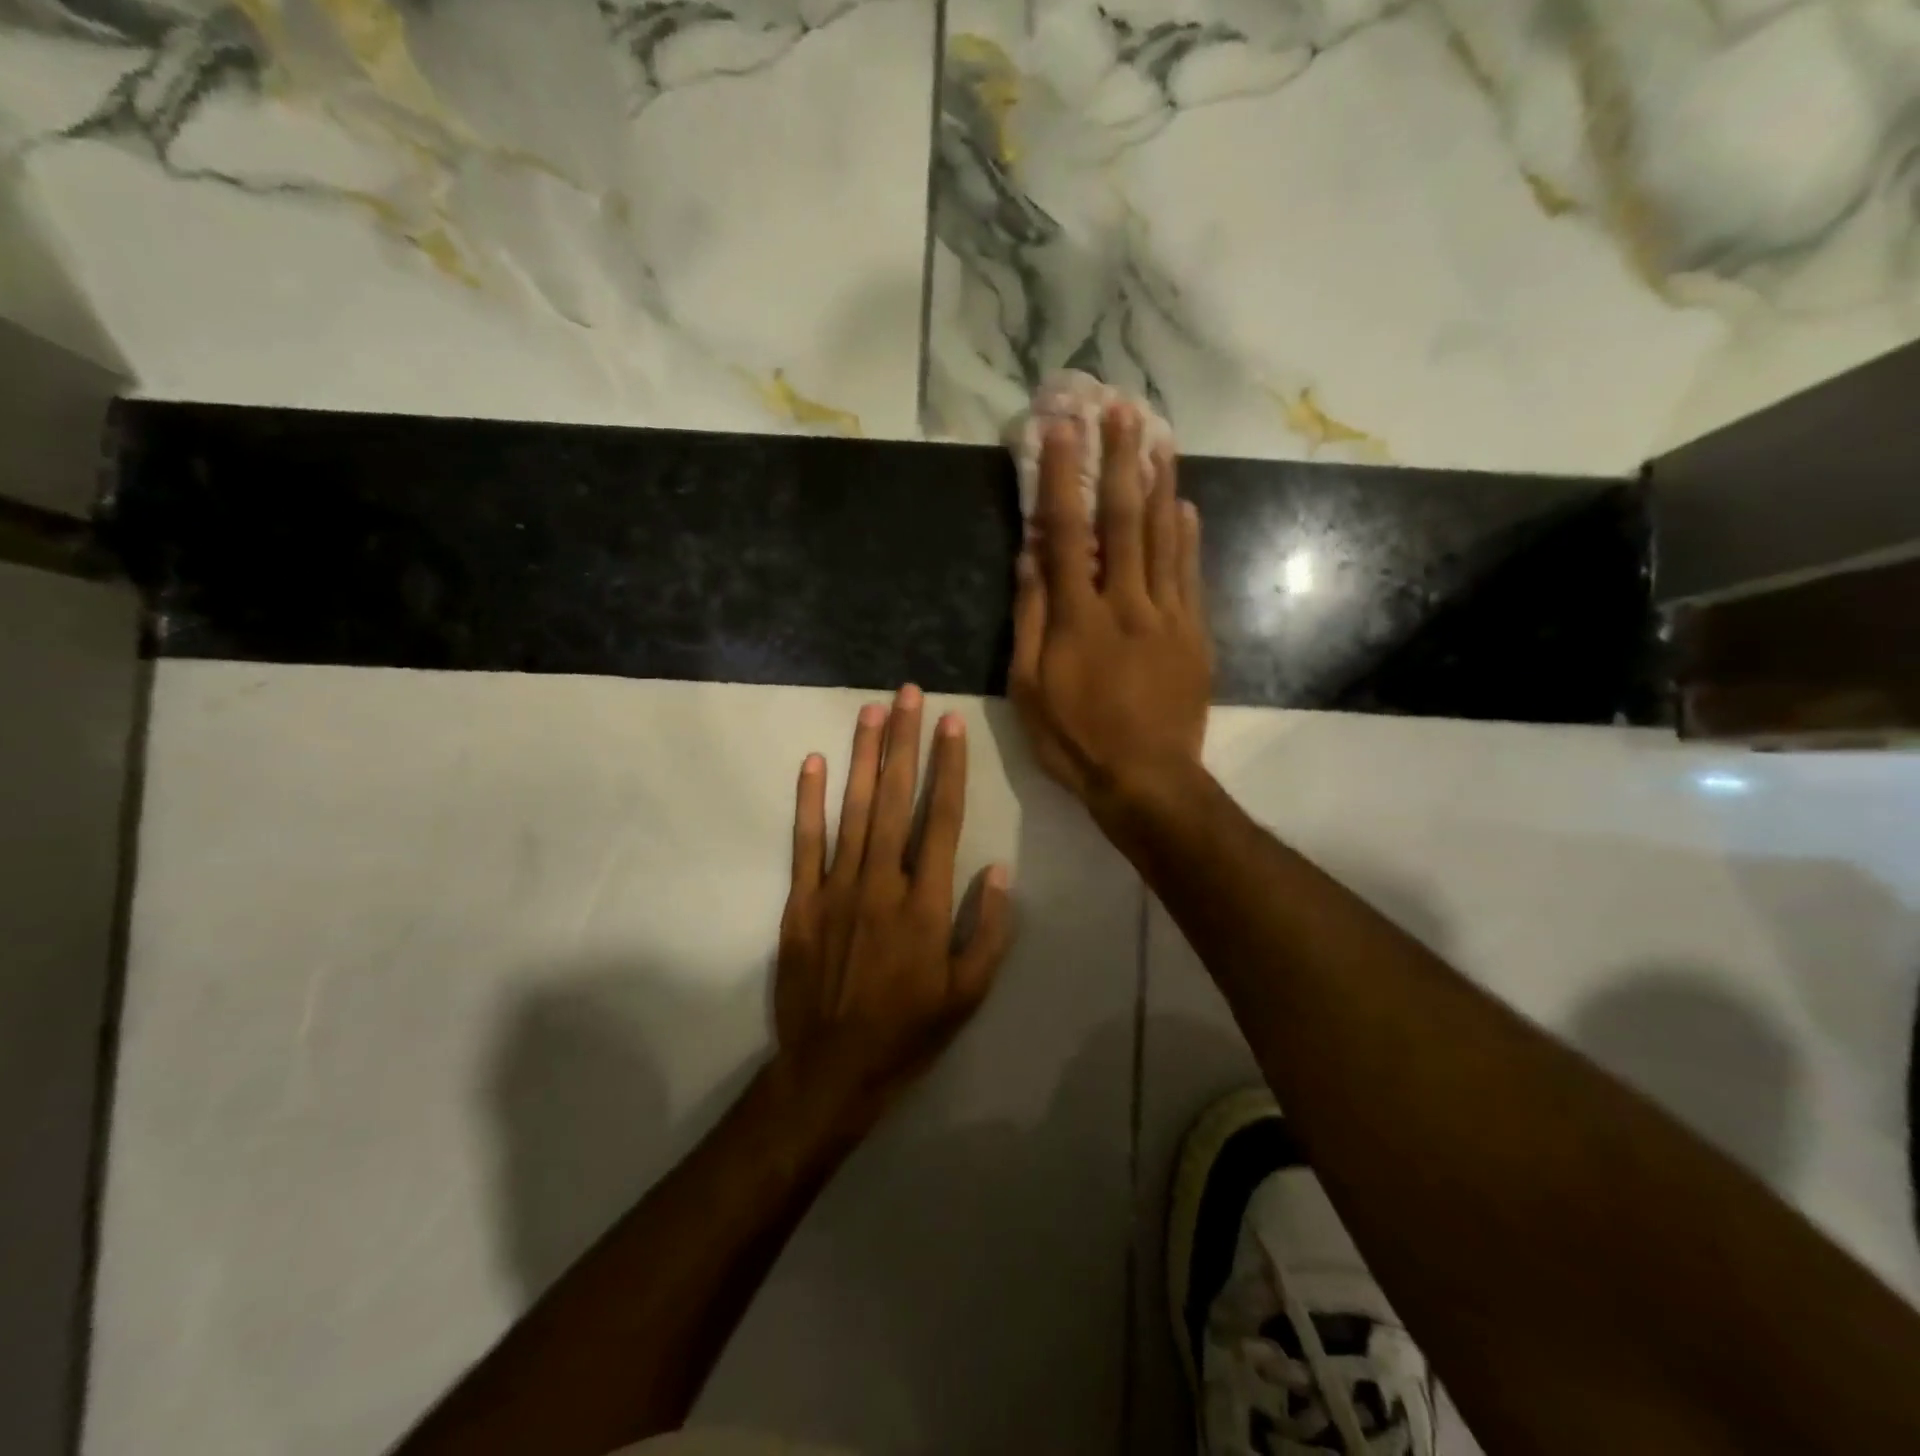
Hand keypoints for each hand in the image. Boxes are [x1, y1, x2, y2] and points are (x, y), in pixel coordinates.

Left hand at [773, 686, 1013, 1127]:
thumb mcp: (969, 993)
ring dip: (862, 757)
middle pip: (895, 799)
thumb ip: (988, 929)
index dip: (948, 767)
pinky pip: (805, 842)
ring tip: (871, 711)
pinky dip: (808, 801)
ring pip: (852, 809)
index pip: (942, 818)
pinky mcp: (802, 902)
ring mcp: (837, 888)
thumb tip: (998, 868)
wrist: (832, 1069)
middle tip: (908, 693)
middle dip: (903, 742)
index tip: (950, 723)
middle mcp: (882, 882)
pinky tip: (813, 763)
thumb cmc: (909, 1032)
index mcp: (926, 903)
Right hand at [1009, 402, 1211, 821]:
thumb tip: (1028, 556)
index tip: (1060, 429)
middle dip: (1121, 460)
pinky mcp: (1194, 635)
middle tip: (1122, 409)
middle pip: (1124, 520)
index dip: (1061, 477)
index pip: (1066, 532)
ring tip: (1160, 437)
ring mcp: (1168, 616)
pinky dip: (1188, 537)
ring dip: (1160, 483)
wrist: (1147, 780)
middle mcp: (1126, 603)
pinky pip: (1191, 575)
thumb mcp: (1028, 688)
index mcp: (1078, 617)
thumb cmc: (1075, 740)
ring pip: (1165, 539)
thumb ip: (1029, 618)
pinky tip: (1186, 506)